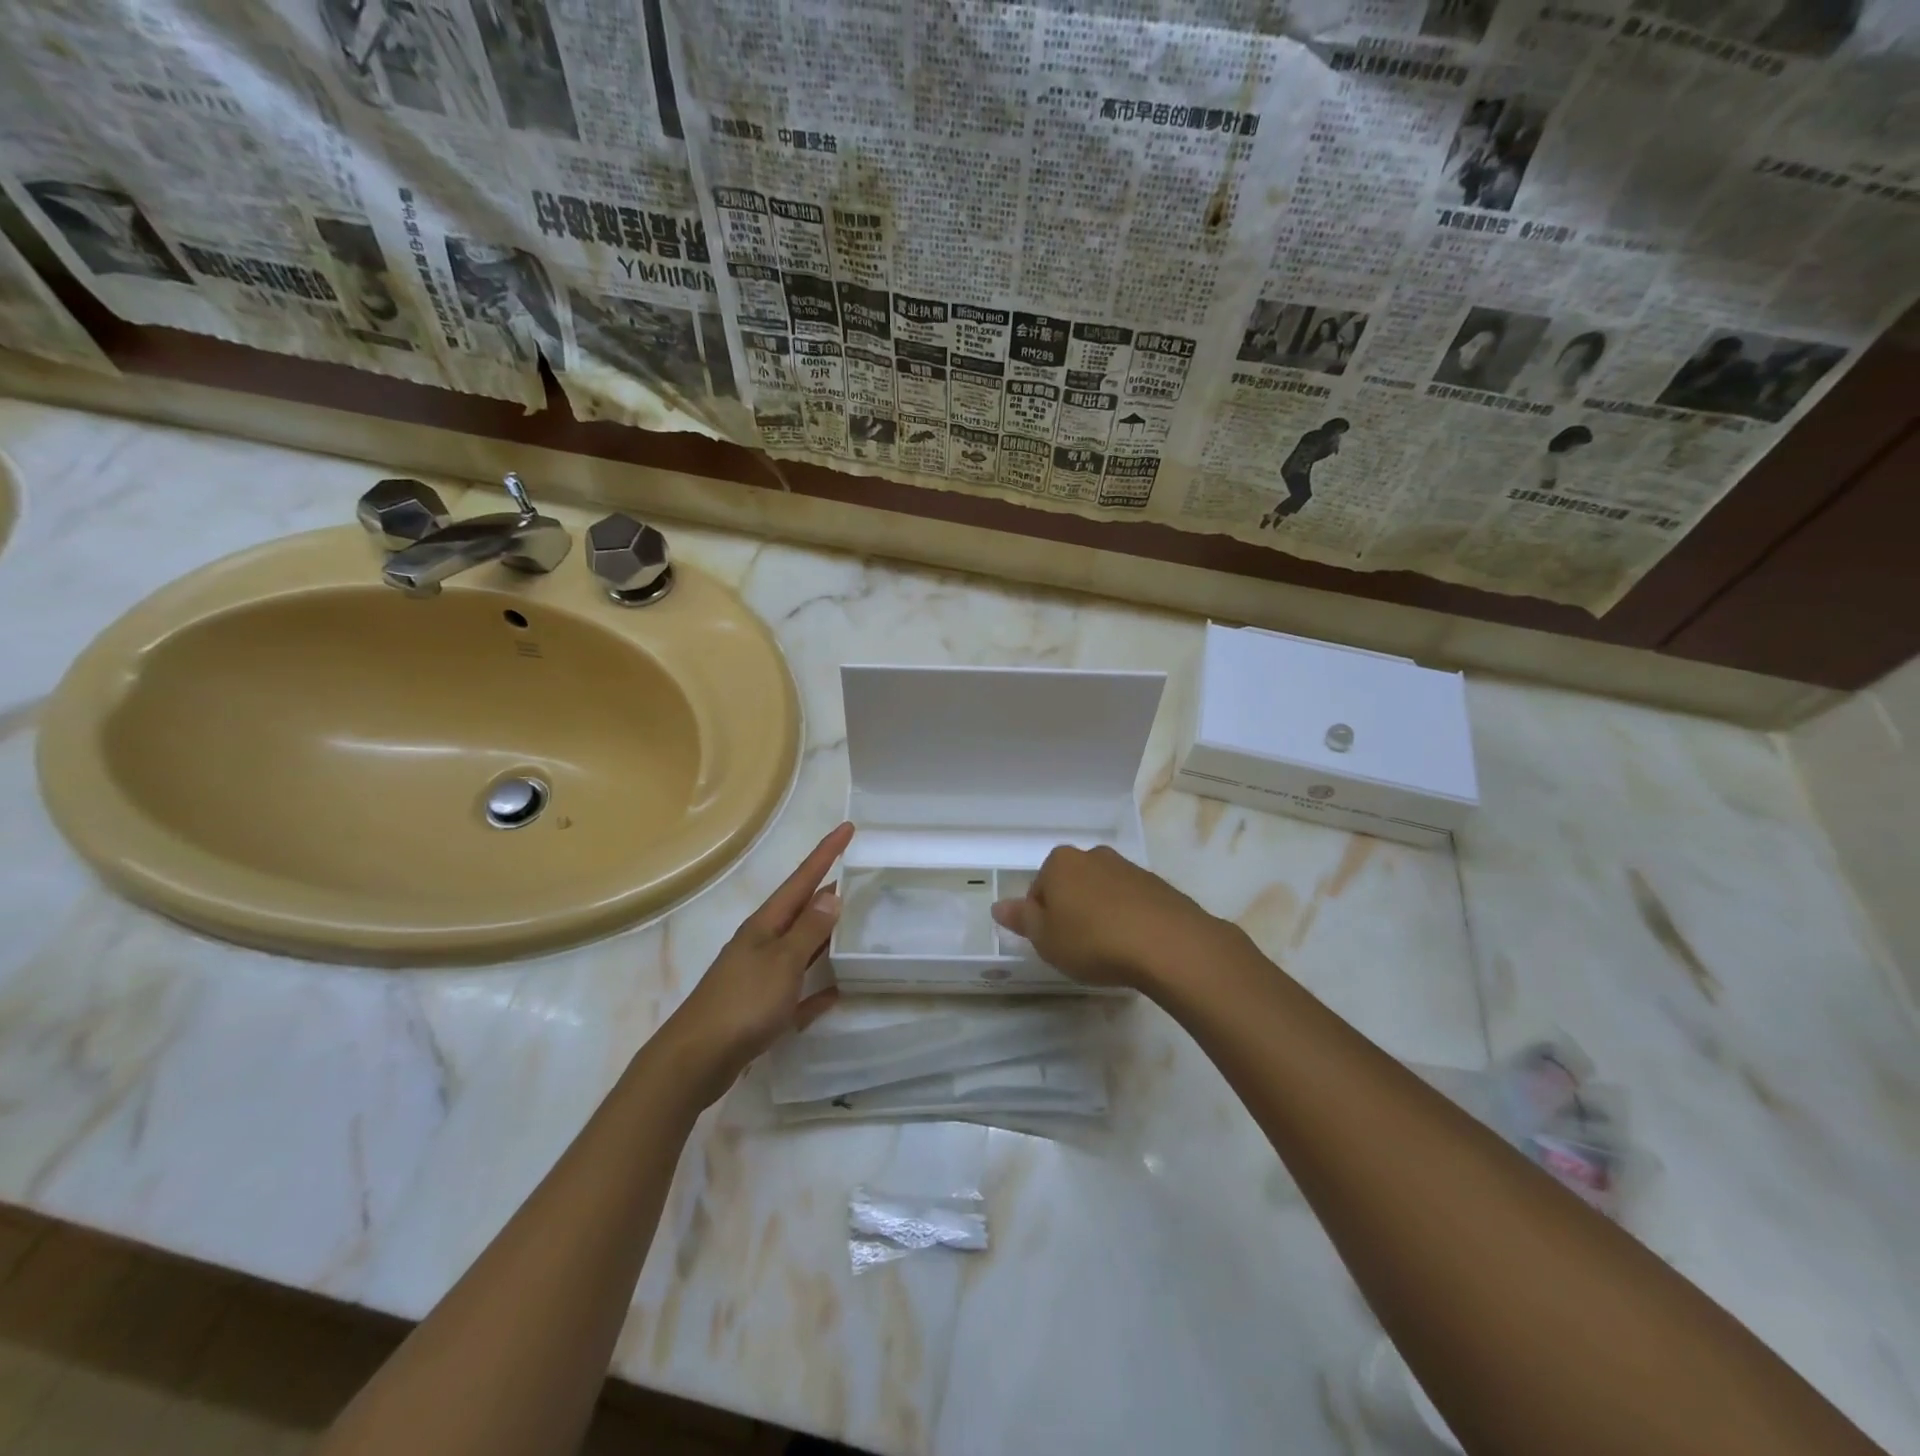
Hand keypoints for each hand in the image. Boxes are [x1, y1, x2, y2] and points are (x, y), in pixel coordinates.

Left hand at [655, 821, 851, 1104]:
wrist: (696, 1060)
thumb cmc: (742, 1003)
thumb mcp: (782, 961)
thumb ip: (808, 929)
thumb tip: (830, 893)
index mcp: (765, 926)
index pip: (802, 879)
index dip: (826, 852)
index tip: (848, 827)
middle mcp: (761, 944)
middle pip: (800, 911)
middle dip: (826, 892)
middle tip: (858, 876)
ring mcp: (759, 977)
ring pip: (799, 948)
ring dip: (824, 937)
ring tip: (852, 925)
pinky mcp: (760, 1011)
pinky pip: (796, 994)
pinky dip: (815, 990)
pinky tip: (835, 993)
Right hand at [990, 844, 1234, 992]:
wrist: (1168, 944)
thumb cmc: (1094, 940)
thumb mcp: (1046, 938)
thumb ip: (1022, 919)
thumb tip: (998, 905)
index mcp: (1060, 862)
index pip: (1038, 888)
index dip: (1041, 919)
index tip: (1052, 943)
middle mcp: (1093, 856)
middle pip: (1071, 885)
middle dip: (1071, 911)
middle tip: (1077, 947)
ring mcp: (1129, 868)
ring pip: (1102, 892)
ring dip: (1100, 914)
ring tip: (1108, 950)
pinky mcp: (1158, 886)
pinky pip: (1131, 902)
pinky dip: (1128, 918)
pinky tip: (1134, 946)